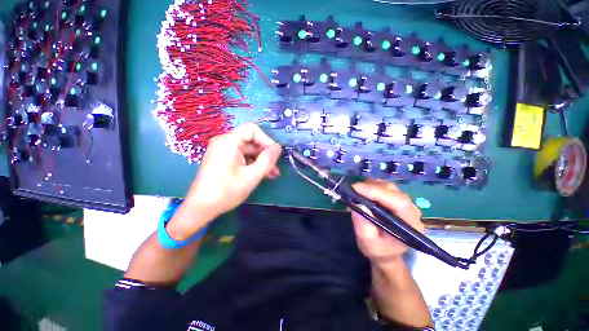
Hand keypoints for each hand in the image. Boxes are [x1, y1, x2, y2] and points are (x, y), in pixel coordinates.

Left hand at [169, 123, 281, 237]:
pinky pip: (243, 157)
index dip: (266, 140)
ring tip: (272, 174)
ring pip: (249, 150)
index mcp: (228, 141)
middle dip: (265, 153)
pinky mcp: (224, 159)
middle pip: (252, 140)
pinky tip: (262, 174)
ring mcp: (224, 151)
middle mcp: (225, 142)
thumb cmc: (226, 191)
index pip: (253, 129)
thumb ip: (267, 160)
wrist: (201, 208)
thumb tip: (278, 147)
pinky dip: (253, 164)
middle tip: (275, 168)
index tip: (274, 155)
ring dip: (261, 161)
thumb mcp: (252, 176)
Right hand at [350, 180, 423, 265]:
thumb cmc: (379, 250)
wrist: (386, 252)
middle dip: (371, 187)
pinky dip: (372, 186)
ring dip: (370, 185)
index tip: (356, 188)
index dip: (377, 192)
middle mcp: (412, 210)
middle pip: (393, 190)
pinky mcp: (397, 199)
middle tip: (352, 190)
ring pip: (388, 186)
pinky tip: (363, 192)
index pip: (398, 202)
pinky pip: (385, 187)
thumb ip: (364, 226)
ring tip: (356, 192)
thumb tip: (358, 204)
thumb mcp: (368, 243)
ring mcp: (405, 203)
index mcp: (410, 224)